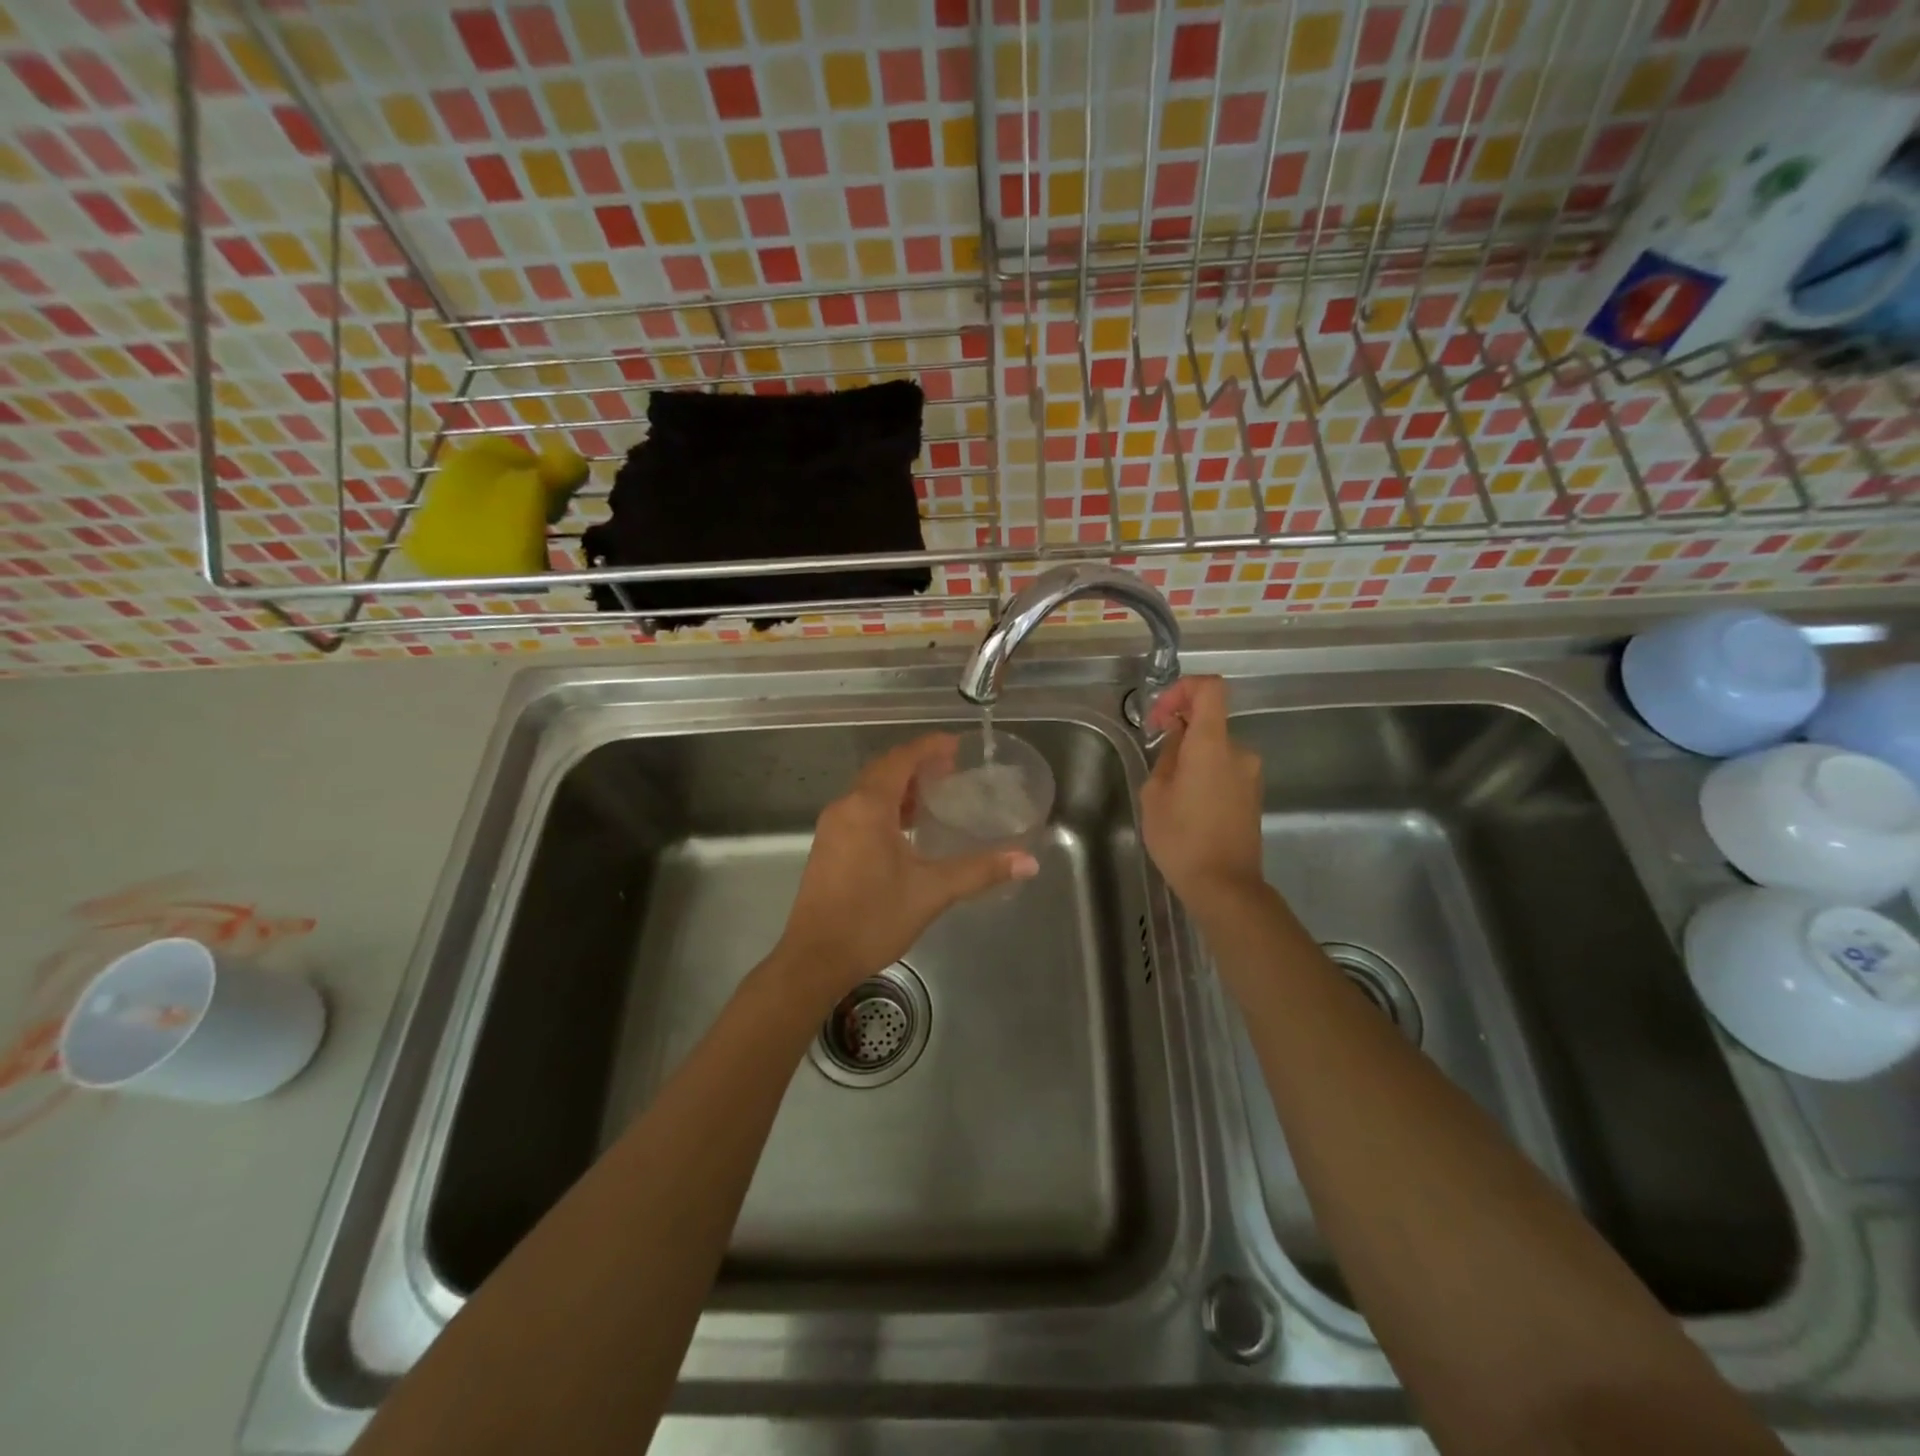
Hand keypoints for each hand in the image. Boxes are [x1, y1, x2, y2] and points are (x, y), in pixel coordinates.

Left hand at [777, 734, 1038, 999]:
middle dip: (917, 764)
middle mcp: (845, 807)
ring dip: (900, 786)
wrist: (815, 958)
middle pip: (883, 770)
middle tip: (951, 770)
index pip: (901, 759)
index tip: (957, 745)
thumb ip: (980, 871)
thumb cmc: (873, 919)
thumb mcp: (932, 891)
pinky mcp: (827, 847)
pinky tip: (905, 830)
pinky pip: (859, 810)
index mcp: (868, 806)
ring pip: (869, 791)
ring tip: (933, 796)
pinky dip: (885, 807)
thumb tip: (1028, 861)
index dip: (929, 747)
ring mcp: (832, 827)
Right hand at [1140, 677, 1266, 910]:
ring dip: (1191, 757)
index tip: (1161, 715)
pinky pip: (1225, 769)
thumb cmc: (1181, 838)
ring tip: (1170, 794)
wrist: (1225, 886)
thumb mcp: (1155, 794)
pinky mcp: (1253, 794)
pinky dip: (1205, 774)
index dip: (1183, 689)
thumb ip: (1167, 756)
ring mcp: (1251, 773)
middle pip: (1209, 721)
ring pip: (1215, 748)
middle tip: (1156, 766)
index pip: (1210, 688)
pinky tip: (1189, 807)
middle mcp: (1239, 751)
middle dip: (1180, 733)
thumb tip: (1178, 739)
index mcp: (1213, 744)